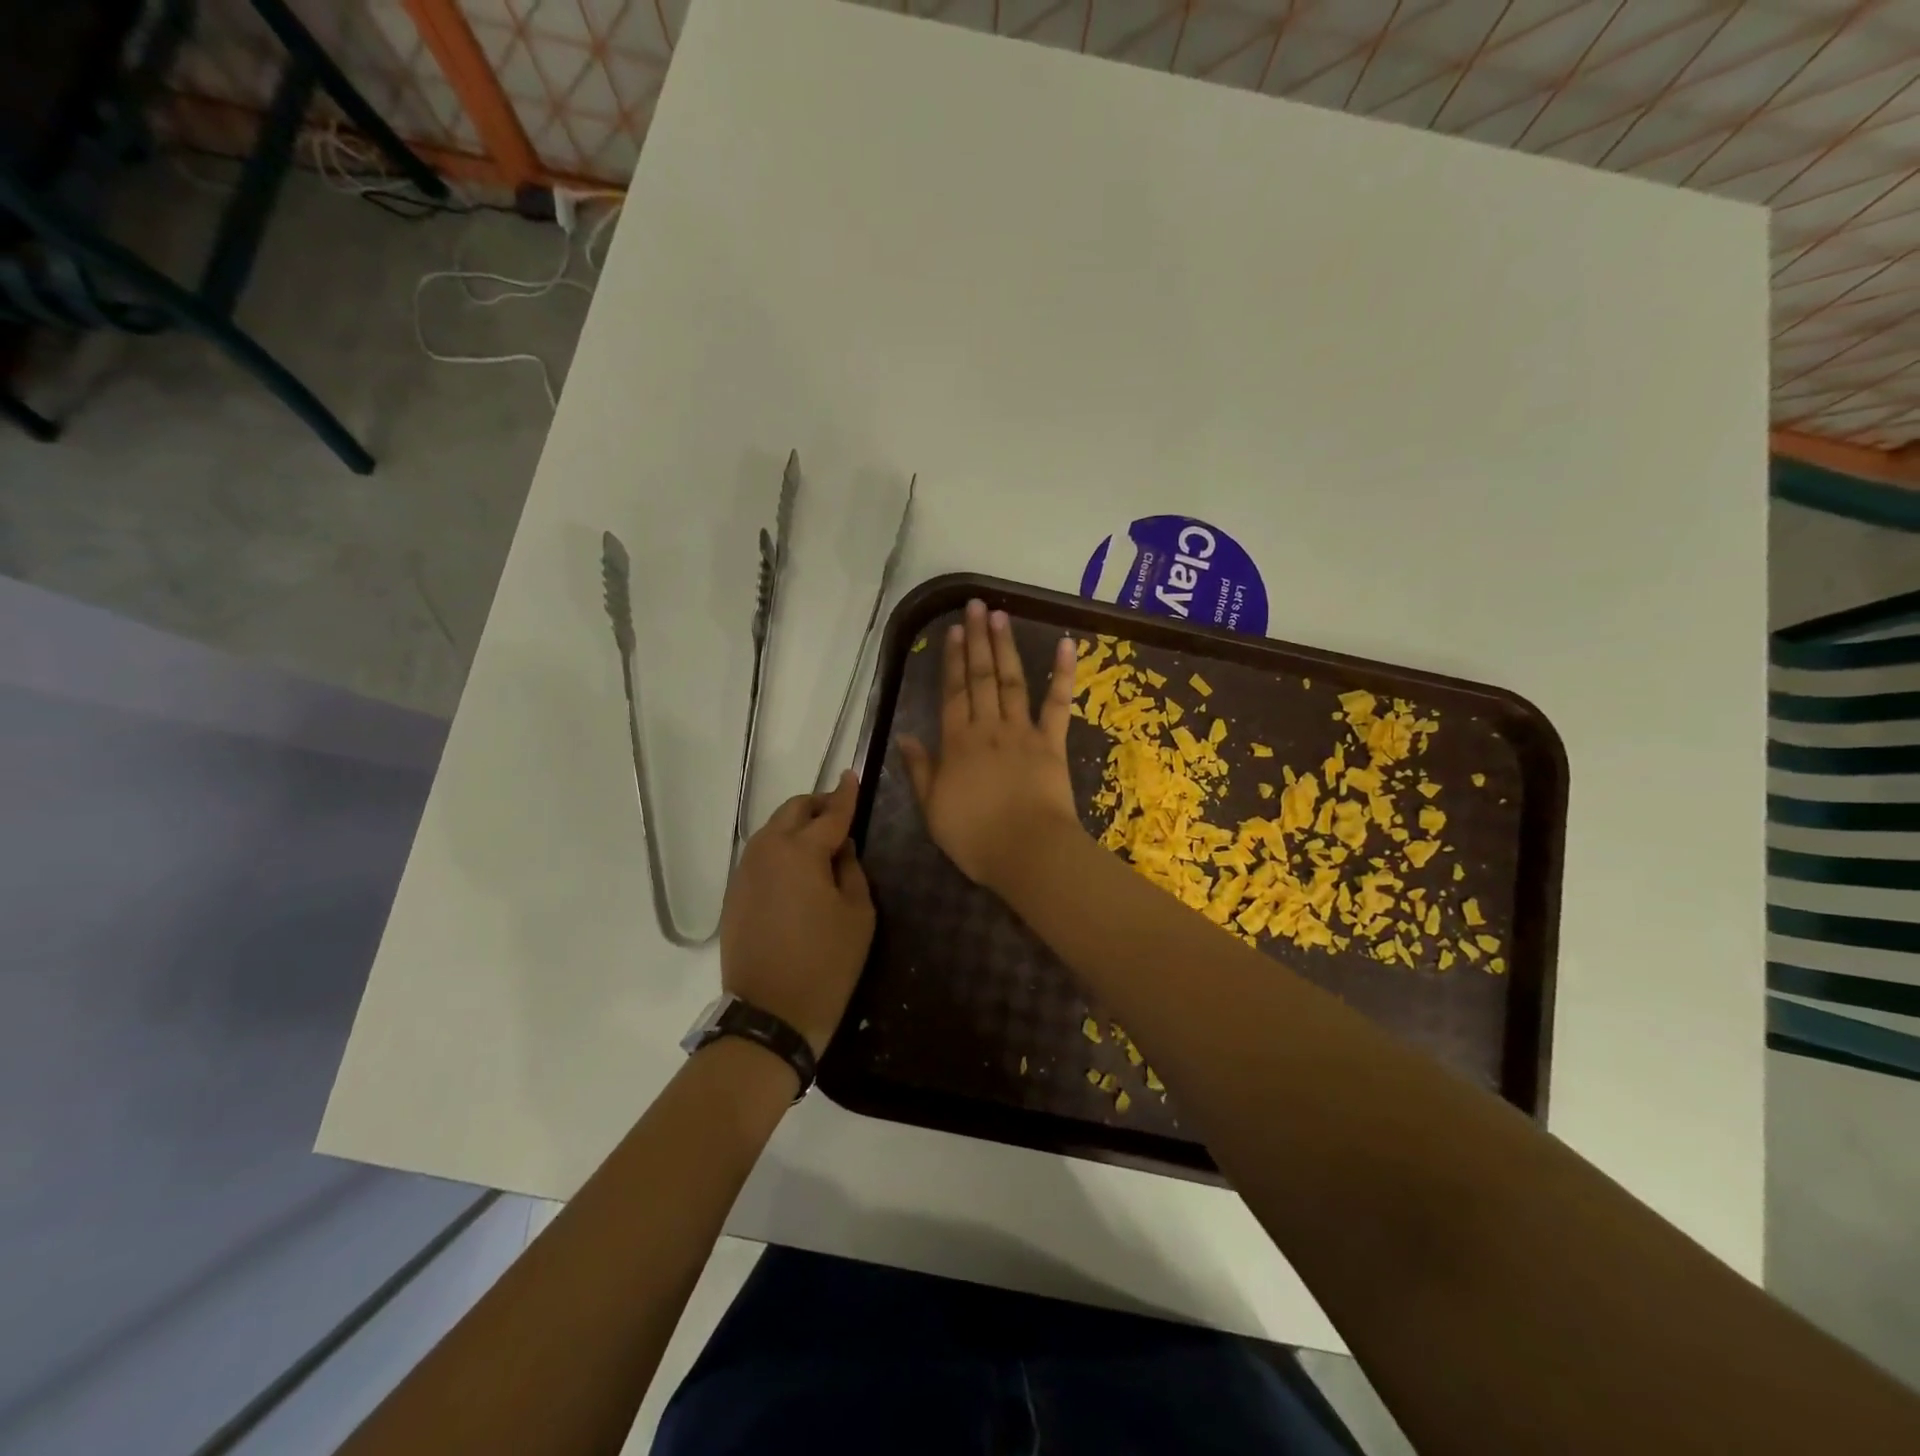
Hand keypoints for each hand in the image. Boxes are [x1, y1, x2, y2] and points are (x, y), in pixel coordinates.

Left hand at [720, 772, 874, 1056]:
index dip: (845, 795)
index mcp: (800, 852)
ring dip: (797, 827)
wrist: (771, 1015)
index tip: (852, 775)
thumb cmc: (826, 964)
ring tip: (821, 844)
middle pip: (792, 811)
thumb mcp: (858, 915)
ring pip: (772, 831)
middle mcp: (766, 851)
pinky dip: (780, 850)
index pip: (830, 814)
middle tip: (840, 816)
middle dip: (817, 806)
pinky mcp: (734, 894)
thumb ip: (852, 870)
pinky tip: (797, 871)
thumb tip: (841, 847)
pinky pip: (759, 856)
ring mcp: (744, 872)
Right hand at [898, 598, 1083, 892]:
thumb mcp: (933, 809)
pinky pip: (1058, 703)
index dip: (951, 660)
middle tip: (978, 606)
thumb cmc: (975, 837)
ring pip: (1012, 681)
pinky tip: (1066, 644)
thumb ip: (920, 770)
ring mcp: (1022, 733)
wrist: (1027, 852)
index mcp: (956, 744)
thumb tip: (904, 736)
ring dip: (1006, 647)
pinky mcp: (1052, 743)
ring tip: (1001, 616)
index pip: (952, 693)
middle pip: (980, 678)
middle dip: (978, 640)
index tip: (954, 630)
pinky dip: (1063, 673)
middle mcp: (987, 728)